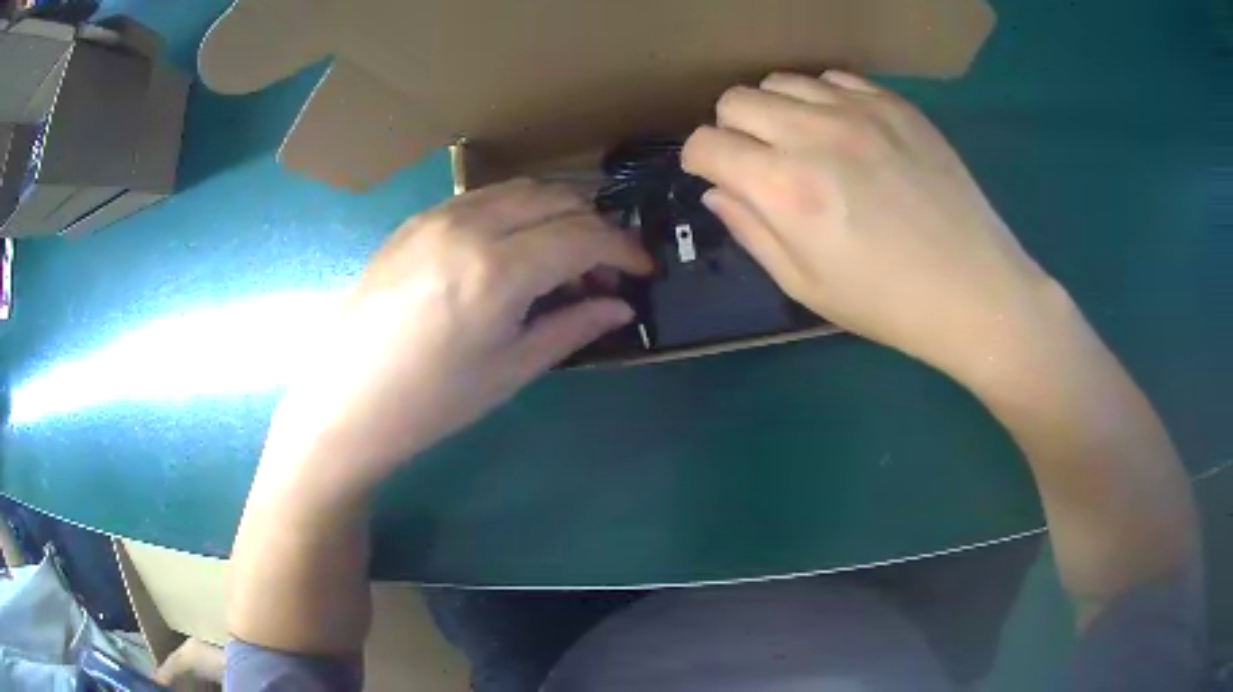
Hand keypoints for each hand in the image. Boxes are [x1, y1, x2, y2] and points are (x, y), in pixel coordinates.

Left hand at [262, 180, 651, 490]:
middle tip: (604, 272)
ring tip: (563, 259)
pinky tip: (514, 250)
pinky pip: (484, 197)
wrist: (344, 400)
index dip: (624, 250)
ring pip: (521, 189)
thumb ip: (572, 327)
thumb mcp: (510, 371)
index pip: (584, 235)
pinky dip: (517, 211)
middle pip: (557, 198)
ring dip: (557, 213)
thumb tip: (621, 305)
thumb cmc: (430, 402)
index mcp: (497, 270)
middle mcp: (470, 225)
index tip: (643, 271)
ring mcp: (437, 216)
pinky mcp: (416, 220)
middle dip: (595, 227)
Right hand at [682, 71, 1054, 378]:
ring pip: (781, 81)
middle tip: (759, 162)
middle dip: (732, 131)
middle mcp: (815, 133)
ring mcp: (860, 110)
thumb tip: (717, 190)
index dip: (701, 161)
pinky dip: (822, 99)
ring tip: (803, 143)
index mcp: (786, 188)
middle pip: (735, 100)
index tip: (717, 177)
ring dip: (776, 111)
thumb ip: (750, 229)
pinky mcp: (896, 104)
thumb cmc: (887, 303)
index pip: (707, 144)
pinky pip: (834, 78)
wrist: (974, 290)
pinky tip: (843, 131)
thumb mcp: (805, 285)